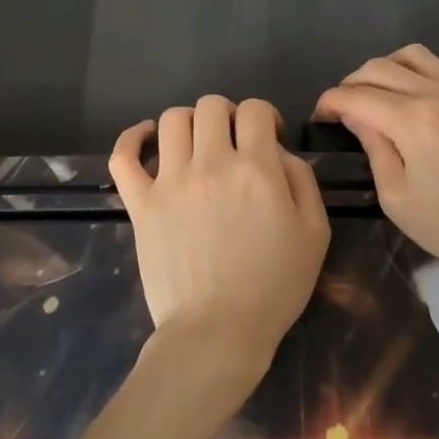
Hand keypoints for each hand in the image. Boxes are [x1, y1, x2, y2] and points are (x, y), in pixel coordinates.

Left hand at [110, 96, 330, 395]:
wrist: (217, 333)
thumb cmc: (273, 287)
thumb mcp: (314, 233)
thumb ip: (302, 180)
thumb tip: (279, 151)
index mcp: (256, 169)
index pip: (255, 110)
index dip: (265, 117)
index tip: (269, 139)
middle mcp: (210, 164)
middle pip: (211, 106)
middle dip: (228, 115)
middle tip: (234, 142)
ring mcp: (169, 182)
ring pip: (171, 120)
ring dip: (189, 123)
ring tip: (197, 145)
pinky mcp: (141, 204)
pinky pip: (124, 156)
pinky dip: (133, 138)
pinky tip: (148, 139)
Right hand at [313, 46, 438, 282]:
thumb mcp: (396, 196)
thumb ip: (374, 147)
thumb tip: (355, 116)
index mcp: (410, 120)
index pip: (355, 96)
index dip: (330, 103)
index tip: (319, 118)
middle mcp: (437, 94)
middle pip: (381, 68)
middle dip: (352, 83)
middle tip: (344, 109)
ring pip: (420, 55)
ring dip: (392, 66)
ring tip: (383, 92)